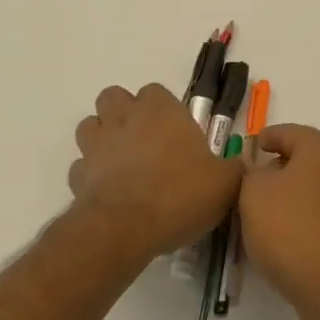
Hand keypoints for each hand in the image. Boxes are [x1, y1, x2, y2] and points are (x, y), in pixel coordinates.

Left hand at [68, 84, 240, 262]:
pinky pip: (80, 166)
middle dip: (123, 112)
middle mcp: (125, 118)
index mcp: (161, 110)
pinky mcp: (78, 176)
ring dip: (101, 137)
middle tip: (144, 140)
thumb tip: (241, 166)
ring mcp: (97, 145)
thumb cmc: (179, 194)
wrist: (125, 228)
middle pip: (113, 97)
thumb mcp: (225, 184)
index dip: (162, 108)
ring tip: (121, 161)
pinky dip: (90, 174)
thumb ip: (234, 170)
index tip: (175, 132)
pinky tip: (108, 191)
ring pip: (89, 125)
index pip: (155, 91)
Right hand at [239, 124, 319, 319]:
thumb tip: (259, 173)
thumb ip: (249, 173)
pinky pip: (319, 217)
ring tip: (257, 217)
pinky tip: (279, 240)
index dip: (264, 139)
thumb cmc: (292, 228)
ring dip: (286, 199)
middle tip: (246, 186)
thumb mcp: (253, 193)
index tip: (246, 151)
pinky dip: (300, 222)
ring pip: (311, 191)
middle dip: (274, 171)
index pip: (287, 132)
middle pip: (302, 161)